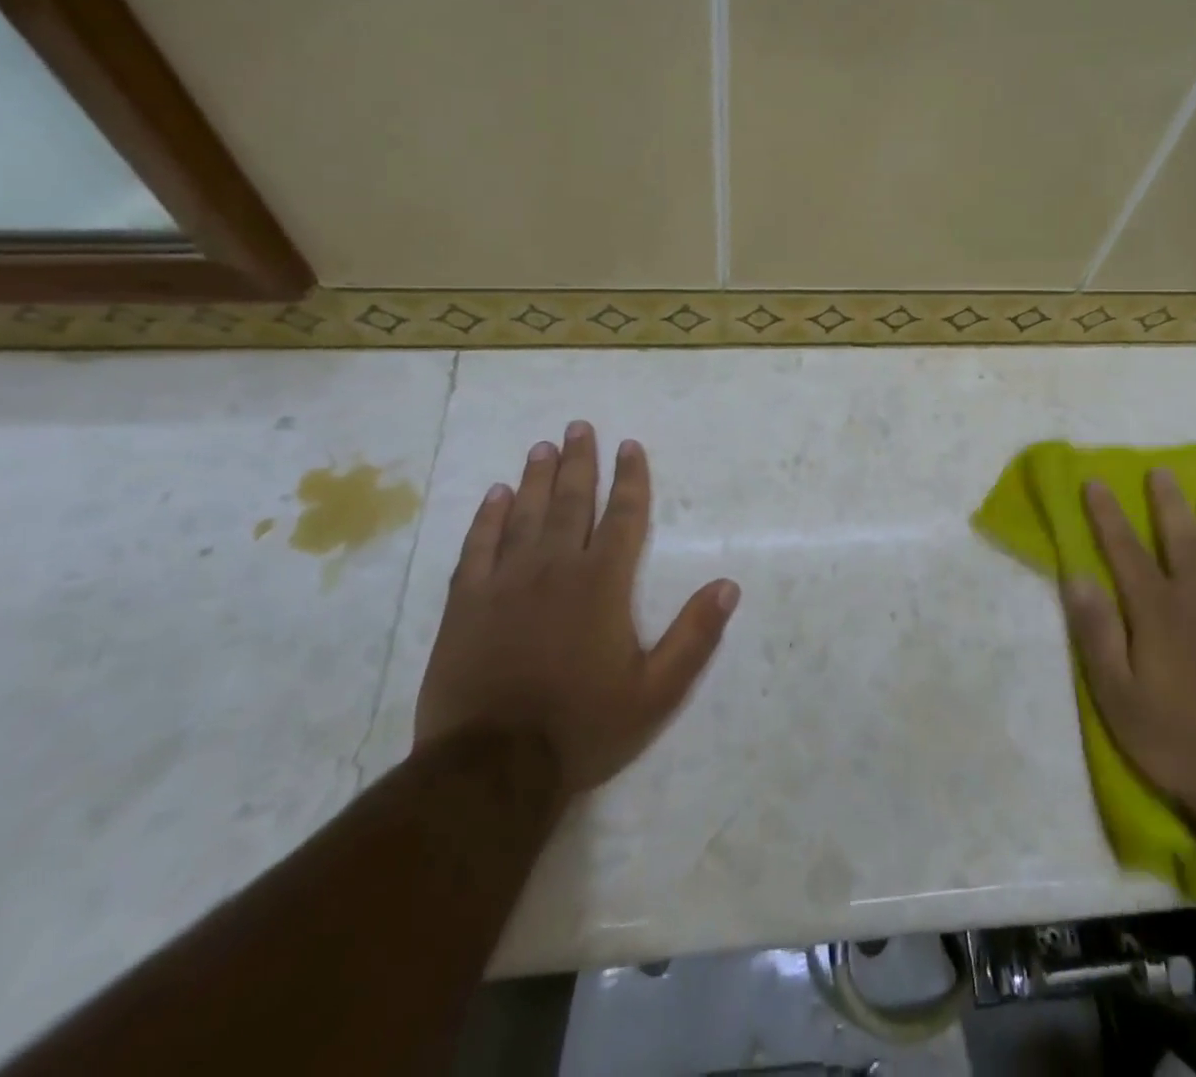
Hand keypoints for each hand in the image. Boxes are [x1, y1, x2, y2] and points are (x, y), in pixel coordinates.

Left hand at [415, 421, 739, 792]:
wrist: (492, 768)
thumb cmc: (583, 726)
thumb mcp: (656, 691)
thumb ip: (694, 636)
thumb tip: (729, 586)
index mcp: (602, 583)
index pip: (622, 516)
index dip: (630, 479)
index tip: (629, 446)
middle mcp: (555, 568)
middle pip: (570, 501)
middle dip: (579, 461)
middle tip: (579, 426)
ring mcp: (505, 582)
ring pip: (524, 514)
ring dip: (535, 477)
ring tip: (542, 446)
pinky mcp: (466, 602)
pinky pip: (478, 546)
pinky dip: (487, 517)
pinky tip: (495, 495)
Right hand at [1059, 469, 1195, 857]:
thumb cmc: (1176, 741)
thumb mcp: (1116, 695)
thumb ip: (1096, 632)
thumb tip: (1077, 576)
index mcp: (1157, 611)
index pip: (1125, 549)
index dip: (1107, 514)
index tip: (1096, 482)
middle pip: (1182, 538)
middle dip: (1167, 502)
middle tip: (1161, 472)